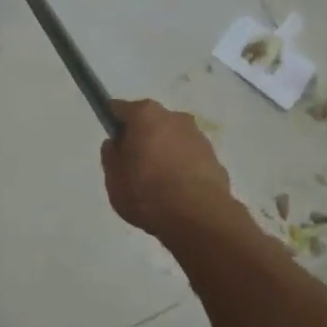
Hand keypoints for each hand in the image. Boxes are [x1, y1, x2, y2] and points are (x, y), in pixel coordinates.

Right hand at [100, 99, 238, 240]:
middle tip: (133, 167)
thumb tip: (117, 143)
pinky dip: (181, 169)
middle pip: (150, 123)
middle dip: (141, 139)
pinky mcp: (215, 159)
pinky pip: (189, 159)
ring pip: (172, 140)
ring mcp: (198, 137)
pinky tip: (177, 193)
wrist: (198, 217)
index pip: (120, 109)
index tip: (112, 143)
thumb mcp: (113, 177)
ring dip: (164, 154)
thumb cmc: (147, 191)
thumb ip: (111, 155)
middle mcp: (175, 117)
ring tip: (157, 185)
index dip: (112, 123)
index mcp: (145, 115)